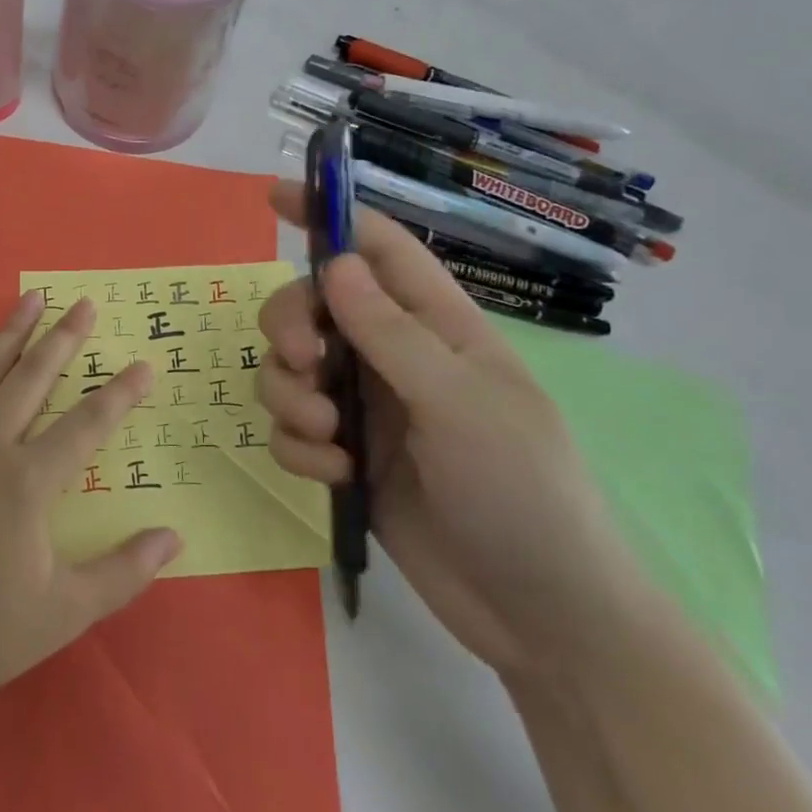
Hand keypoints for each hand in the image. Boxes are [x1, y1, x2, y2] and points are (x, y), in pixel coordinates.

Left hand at [0, 293, 182, 699]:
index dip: (120, 394)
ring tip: (30, 298)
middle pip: (32, 379)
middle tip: (84, 304)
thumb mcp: (63, 612)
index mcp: (28, 482)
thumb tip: (175, 536)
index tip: (144, 365)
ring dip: (9, 334)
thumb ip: (123, 572)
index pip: (87, 425)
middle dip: (63, 339)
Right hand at [257, 183, 648, 678]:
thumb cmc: (521, 491)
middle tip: (303, 362)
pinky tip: (336, 475)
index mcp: (435, 324)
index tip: (273, 196)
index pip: (376, 246)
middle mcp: (393, 355)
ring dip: (291, 394)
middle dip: (290, 325)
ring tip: (329, 438)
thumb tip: (335, 261)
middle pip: (312, 304)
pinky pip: (291, 428)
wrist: (538, 615)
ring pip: (290, 367)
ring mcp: (366, 407)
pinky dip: (299, 446)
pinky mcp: (345, 455)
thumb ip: (390, 331)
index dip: (328, 213)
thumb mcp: (459, 402)